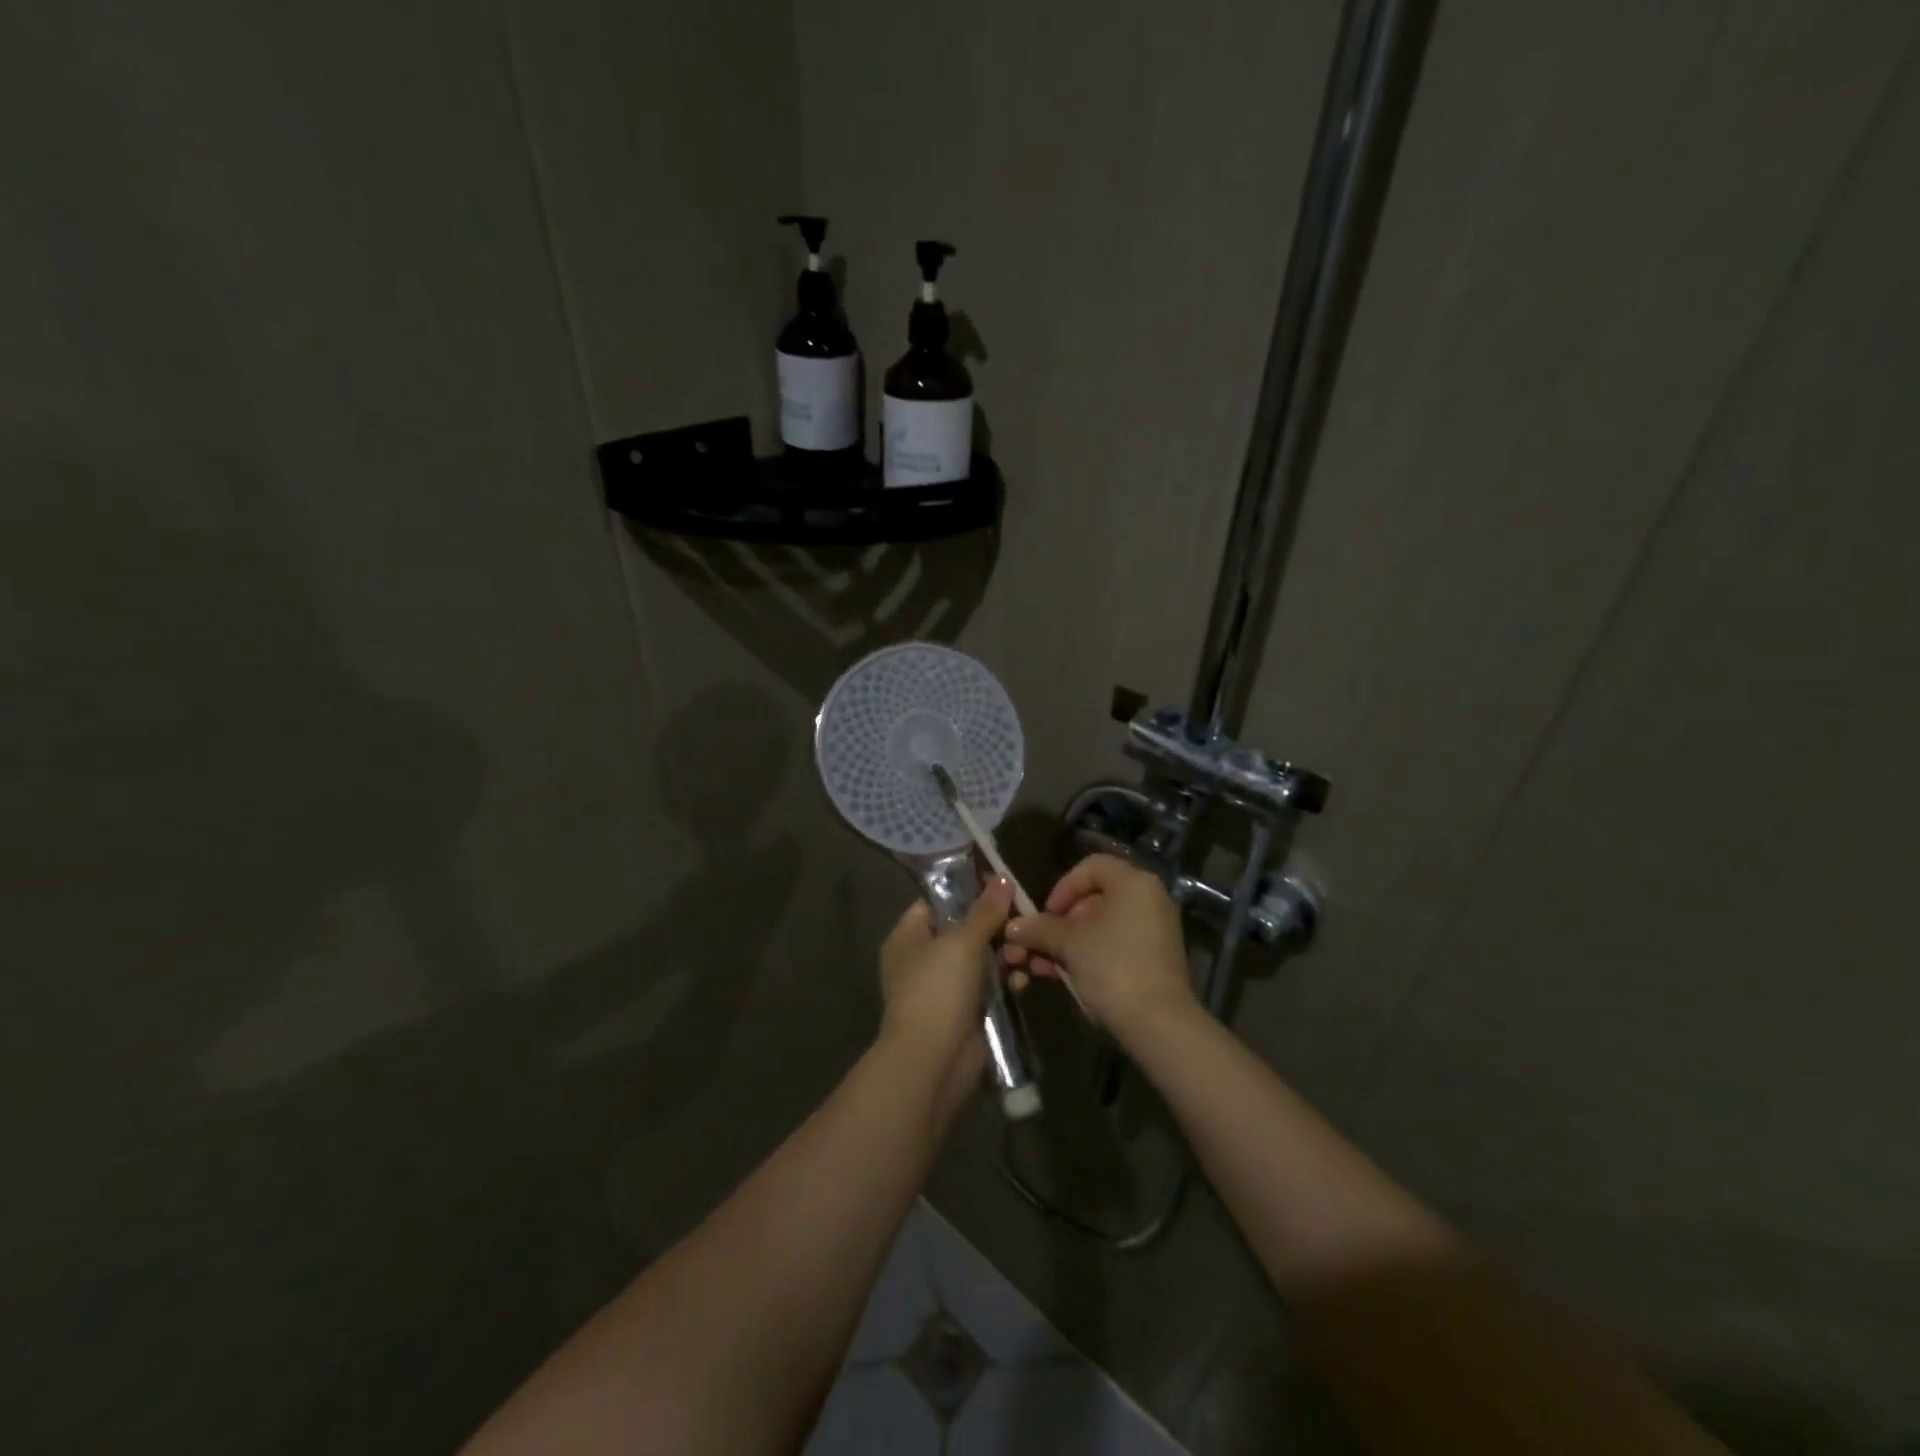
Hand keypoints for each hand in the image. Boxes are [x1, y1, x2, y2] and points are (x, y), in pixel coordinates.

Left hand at [878, 878, 1012, 1120]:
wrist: (933, 1061)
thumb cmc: (937, 989)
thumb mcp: (961, 942)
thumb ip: (984, 911)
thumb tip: (1002, 878)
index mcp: (908, 938)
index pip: (935, 903)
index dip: (965, 892)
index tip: (998, 885)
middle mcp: (922, 960)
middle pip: (962, 931)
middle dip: (993, 926)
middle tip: (1022, 918)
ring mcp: (944, 988)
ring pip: (979, 960)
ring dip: (1004, 954)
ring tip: (1026, 950)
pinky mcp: (965, 1013)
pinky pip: (989, 988)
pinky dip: (1005, 982)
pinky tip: (1024, 977)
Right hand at [1001, 854, 1193, 1042]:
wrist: (1158, 1024)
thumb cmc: (1112, 967)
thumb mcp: (1069, 944)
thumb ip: (1039, 928)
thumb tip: (1013, 926)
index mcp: (1134, 883)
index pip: (1091, 866)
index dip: (1063, 887)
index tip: (1045, 914)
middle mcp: (1148, 899)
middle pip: (1093, 899)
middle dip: (1058, 923)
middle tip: (1037, 944)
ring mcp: (1153, 930)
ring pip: (1100, 927)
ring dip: (1066, 943)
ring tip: (1040, 966)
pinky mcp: (1153, 959)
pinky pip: (1114, 946)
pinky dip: (1087, 955)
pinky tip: (1061, 976)